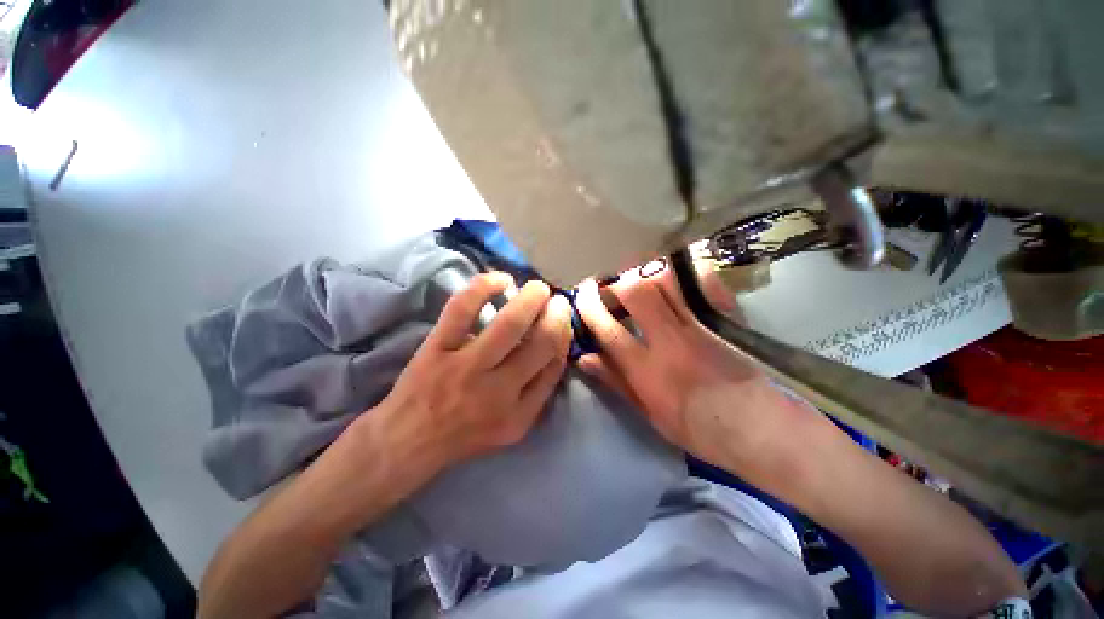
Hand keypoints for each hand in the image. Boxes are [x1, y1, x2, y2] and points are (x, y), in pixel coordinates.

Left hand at [371, 273, 572, 476]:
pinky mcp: (436, 348)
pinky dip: (484, 287)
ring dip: (531, 299)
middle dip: (556, 314)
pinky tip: (501, 280)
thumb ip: (540, 391)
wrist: (409, 439)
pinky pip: (462, 309)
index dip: (564, 334)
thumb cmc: (466, 432)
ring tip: (538, 288)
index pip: (553, 364)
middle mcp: (496, 391)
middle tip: (558, 300)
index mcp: (518, 412)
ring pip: (508, 324)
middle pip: (540, 343)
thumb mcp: (514, 425)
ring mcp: (464, 367)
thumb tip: (559, 347)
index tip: (564, 318)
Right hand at [575, 264, 804, 468]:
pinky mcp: (721, 319)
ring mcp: (698, 325)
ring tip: (636, 277)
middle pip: (636, 292)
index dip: (589, 306)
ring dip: (644, 272)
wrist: (759, 428)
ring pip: (666, 281)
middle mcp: (668, 340)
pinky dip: (683, 272)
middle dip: (615, 282)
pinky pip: (701, 283)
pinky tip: (672, 274)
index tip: (582, 294)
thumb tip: (585, 358)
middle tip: (609, 284)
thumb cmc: (698, 429)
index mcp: (647, 370)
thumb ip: (615, 381)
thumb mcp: (649, 414)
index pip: (607, 329)